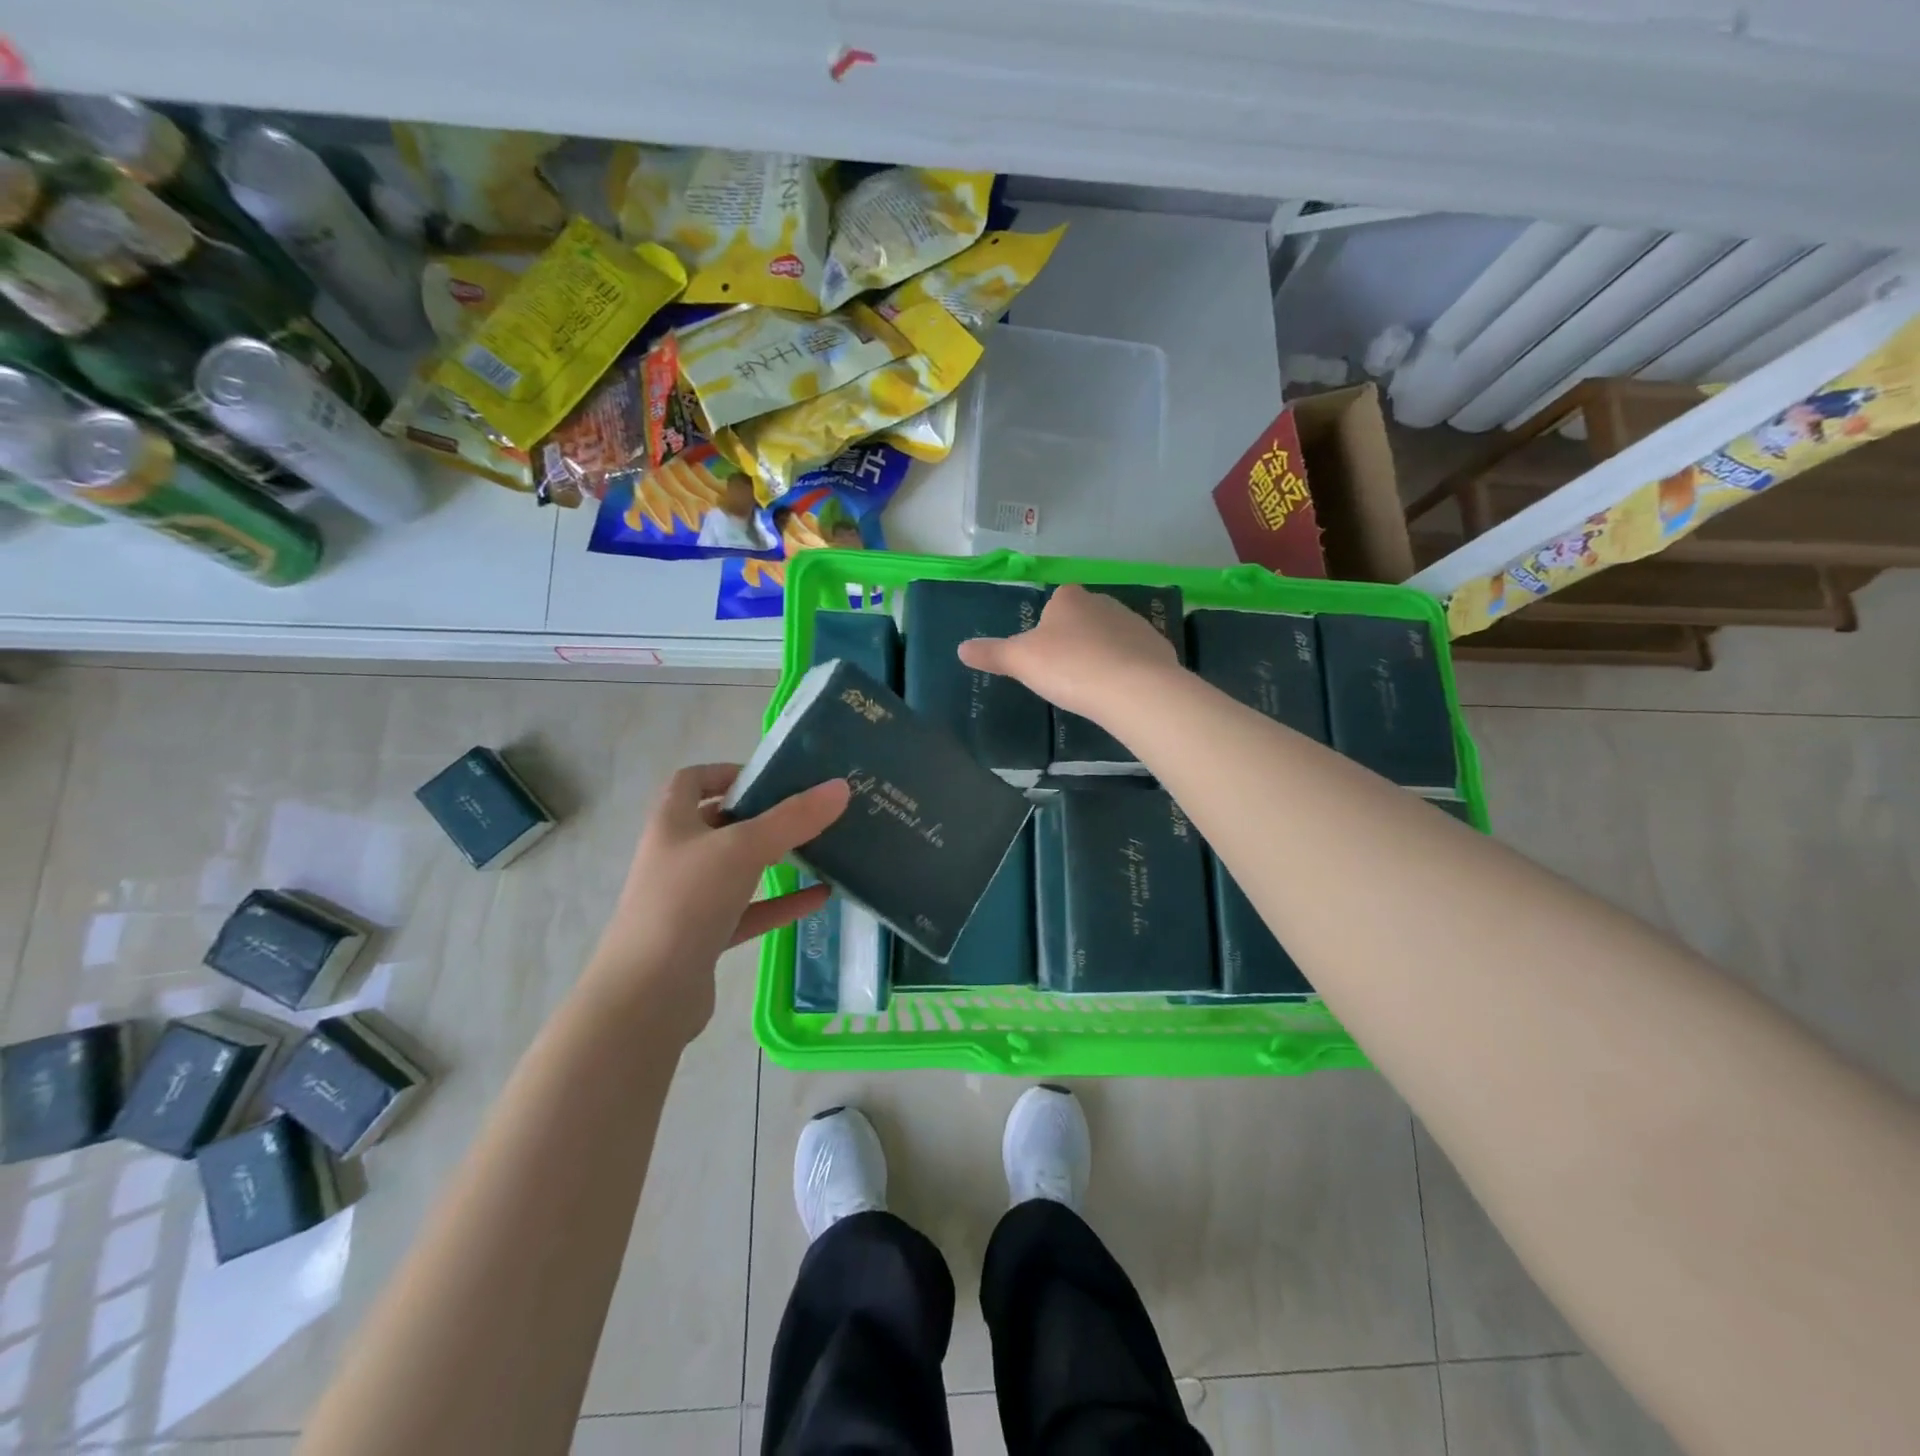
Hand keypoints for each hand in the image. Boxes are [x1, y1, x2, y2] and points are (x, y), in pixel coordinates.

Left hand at [587, 763, 848, 1038]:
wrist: (648, 994)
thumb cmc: (687, 902)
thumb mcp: (744, 849)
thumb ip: (793, 818)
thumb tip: (840, 787)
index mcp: (672, 823)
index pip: (692, 781)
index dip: (727, 772)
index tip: (770, 778)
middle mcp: (677, 856)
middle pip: (719, 824)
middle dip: (761, 816)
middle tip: (807, 812)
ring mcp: (688, 899)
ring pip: (736, 869)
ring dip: (774, 859)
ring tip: (818, 849)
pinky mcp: (703, 937)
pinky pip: (748, 911)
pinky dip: (780, 903)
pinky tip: (819, 898)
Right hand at [958, 583, 1178, 721]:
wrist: (1133, 689)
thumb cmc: (1069, 667)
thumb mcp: (1020, 661)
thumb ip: (991, 653)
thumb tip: (961, 648)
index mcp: (1069, 598)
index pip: (1053, 604)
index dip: (1046, 630)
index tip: (1044, 657)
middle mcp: (1104, 601)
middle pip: (1082, 619)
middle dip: (1074, 642)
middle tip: (1064, 675)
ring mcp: (1134, 623)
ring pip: (1110, 637)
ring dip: (1101, 655)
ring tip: (1091, 687)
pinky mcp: (1158, 646)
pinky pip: (1134, 656)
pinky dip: (1126, 670)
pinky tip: (1119, 692)